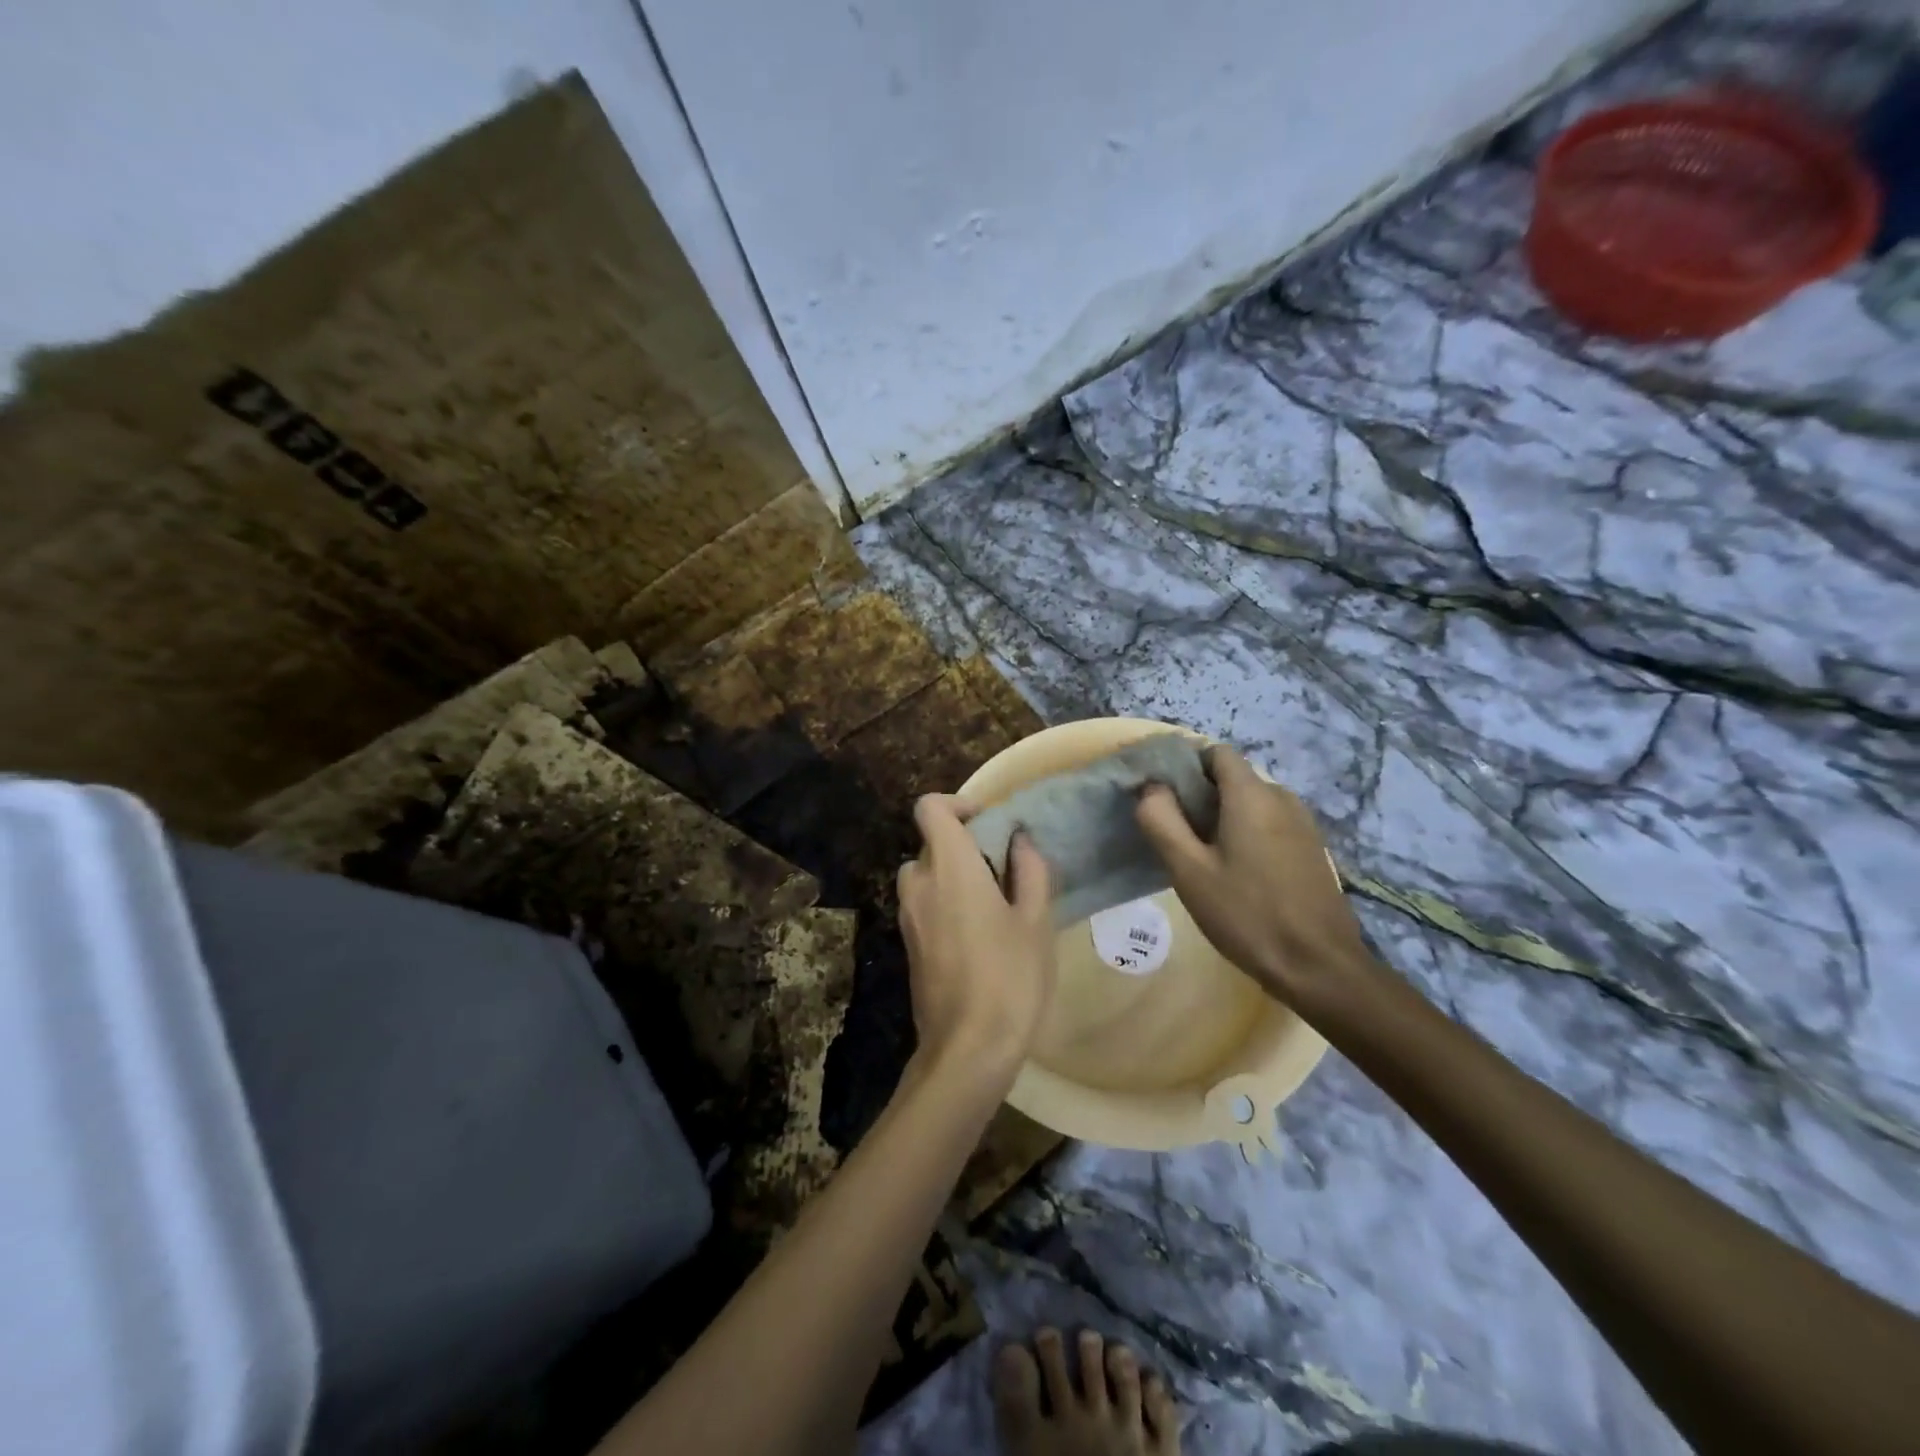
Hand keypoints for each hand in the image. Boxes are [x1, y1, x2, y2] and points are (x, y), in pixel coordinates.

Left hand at [897, 795, 1056, 1083]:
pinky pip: (924, 905)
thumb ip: (1029, 871)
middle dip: (965, 845)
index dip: (957, 804)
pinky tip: (980, 935)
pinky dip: (945, 902)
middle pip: (931, 842)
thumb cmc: (1010, 977)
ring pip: (926, 875)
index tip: (990, 824)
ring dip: (954, 876)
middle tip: (1005, 869)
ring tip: (995, 903)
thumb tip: (1019, 841)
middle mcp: (919, 883)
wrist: (967, 1049)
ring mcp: (908, 916)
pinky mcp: (908, 945)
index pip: (930, 808)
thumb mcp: (1036, 921)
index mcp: (949, 866)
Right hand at [1135, 745, 1378, 1009]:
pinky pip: (1270, 824)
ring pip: (1251, 803)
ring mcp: (1303, 824)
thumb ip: (1161, 820)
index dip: (1185, 765)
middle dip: (1200, 796)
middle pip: (1232, 778)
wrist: (1319, 967)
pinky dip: (1246, 833)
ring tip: (1201, 857)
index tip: (1162, 795)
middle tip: (1175, 834)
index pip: (1216, 752)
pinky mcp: (1312, 849)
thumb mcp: (1189, 870)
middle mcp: (1282, 798)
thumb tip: (1150, 787)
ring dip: (1222, 817)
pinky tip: (1235, 873)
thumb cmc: (1247, 915)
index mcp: (1252, 795)